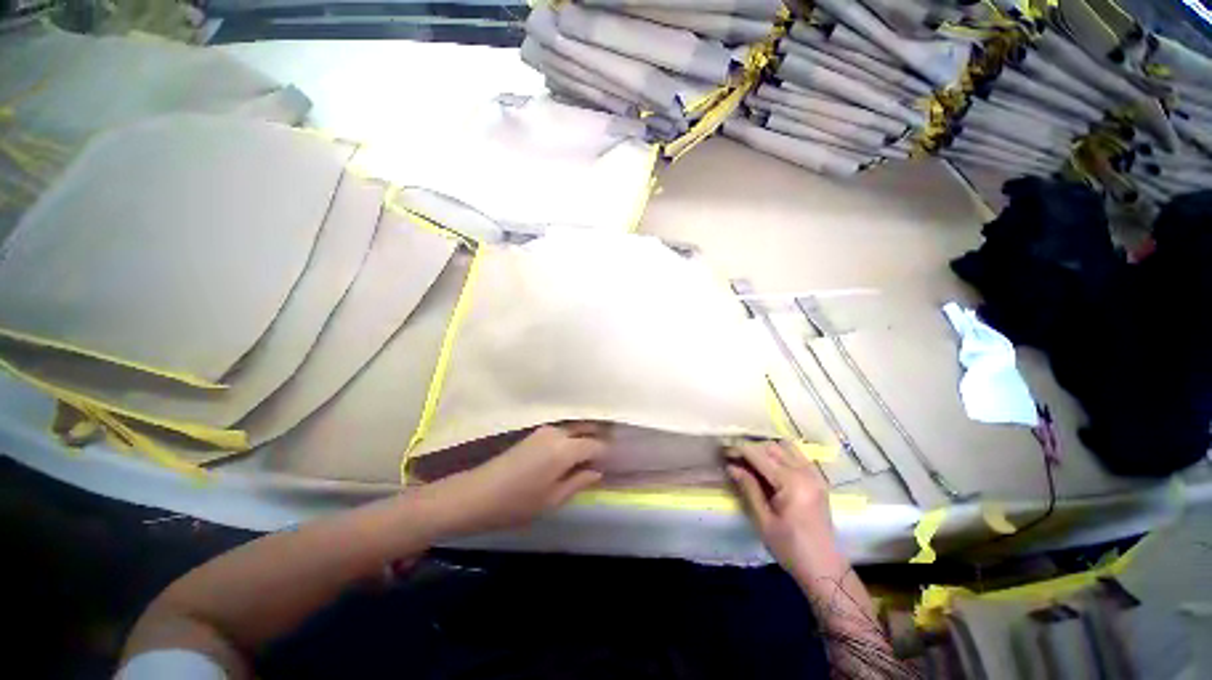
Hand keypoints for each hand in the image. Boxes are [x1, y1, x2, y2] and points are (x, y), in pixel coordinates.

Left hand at [420, 424, 607, 535]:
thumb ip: (579, 482)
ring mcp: (545, 430)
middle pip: (587, 428)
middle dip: (600, 437)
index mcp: (566, 449)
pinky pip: (563, 431)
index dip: (607, 453)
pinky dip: (573, 437)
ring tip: (592, 454)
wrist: (476, 494)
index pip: (596, 444)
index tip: (614, 463)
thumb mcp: (553, 499)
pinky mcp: (535, 433)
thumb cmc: (517, 503)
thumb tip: (597, 471)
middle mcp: (558, 432)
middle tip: (607, 454)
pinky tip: (572, 452)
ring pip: (575, 427)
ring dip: (586, 436)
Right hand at [725, 442, 844, 582]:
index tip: (723, 452)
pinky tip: (769, 466)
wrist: (824, 568)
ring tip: (750, 461)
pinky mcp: (817, 479)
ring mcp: (814, 474)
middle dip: (751, 448)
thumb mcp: (763, 521)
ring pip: (785, 447)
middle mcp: (805, 472)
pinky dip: (780, 454)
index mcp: (792, 483)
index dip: (739, 450)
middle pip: (772, 447)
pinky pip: (796, 455)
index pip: (760, 455)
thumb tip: (731, 467)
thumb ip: (749, 489)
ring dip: (766, 449)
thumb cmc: (790, 548)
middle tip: (734, 459)